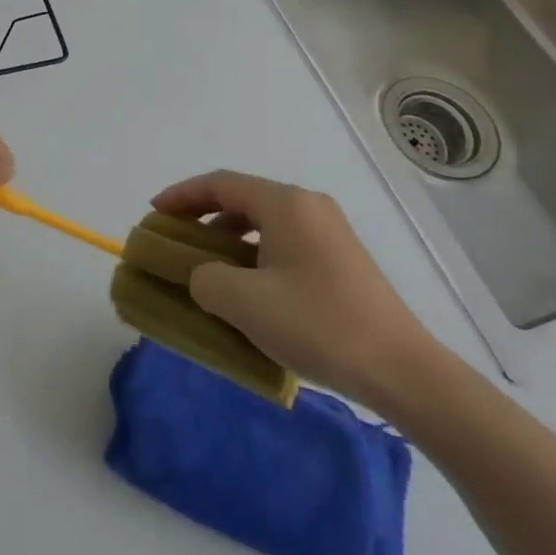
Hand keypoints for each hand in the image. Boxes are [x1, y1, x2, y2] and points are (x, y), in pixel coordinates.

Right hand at [151, 169, 440, 408]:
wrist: (401, 370)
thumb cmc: (318, 325)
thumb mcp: (244, 303)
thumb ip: (205, 279)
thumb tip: (202, 276)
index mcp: (285, 203)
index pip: (221, 184)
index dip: (182, 195)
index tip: (154, 213)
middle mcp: (308, 206)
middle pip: (243, 199)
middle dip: (203, 216)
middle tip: (176, 240)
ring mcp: (330, 232)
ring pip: (264, 222)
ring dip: (229, 238)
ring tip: (207, 267)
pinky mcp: (342, 259)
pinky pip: (284, 242)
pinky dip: (255, 254)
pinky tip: (249, 289)